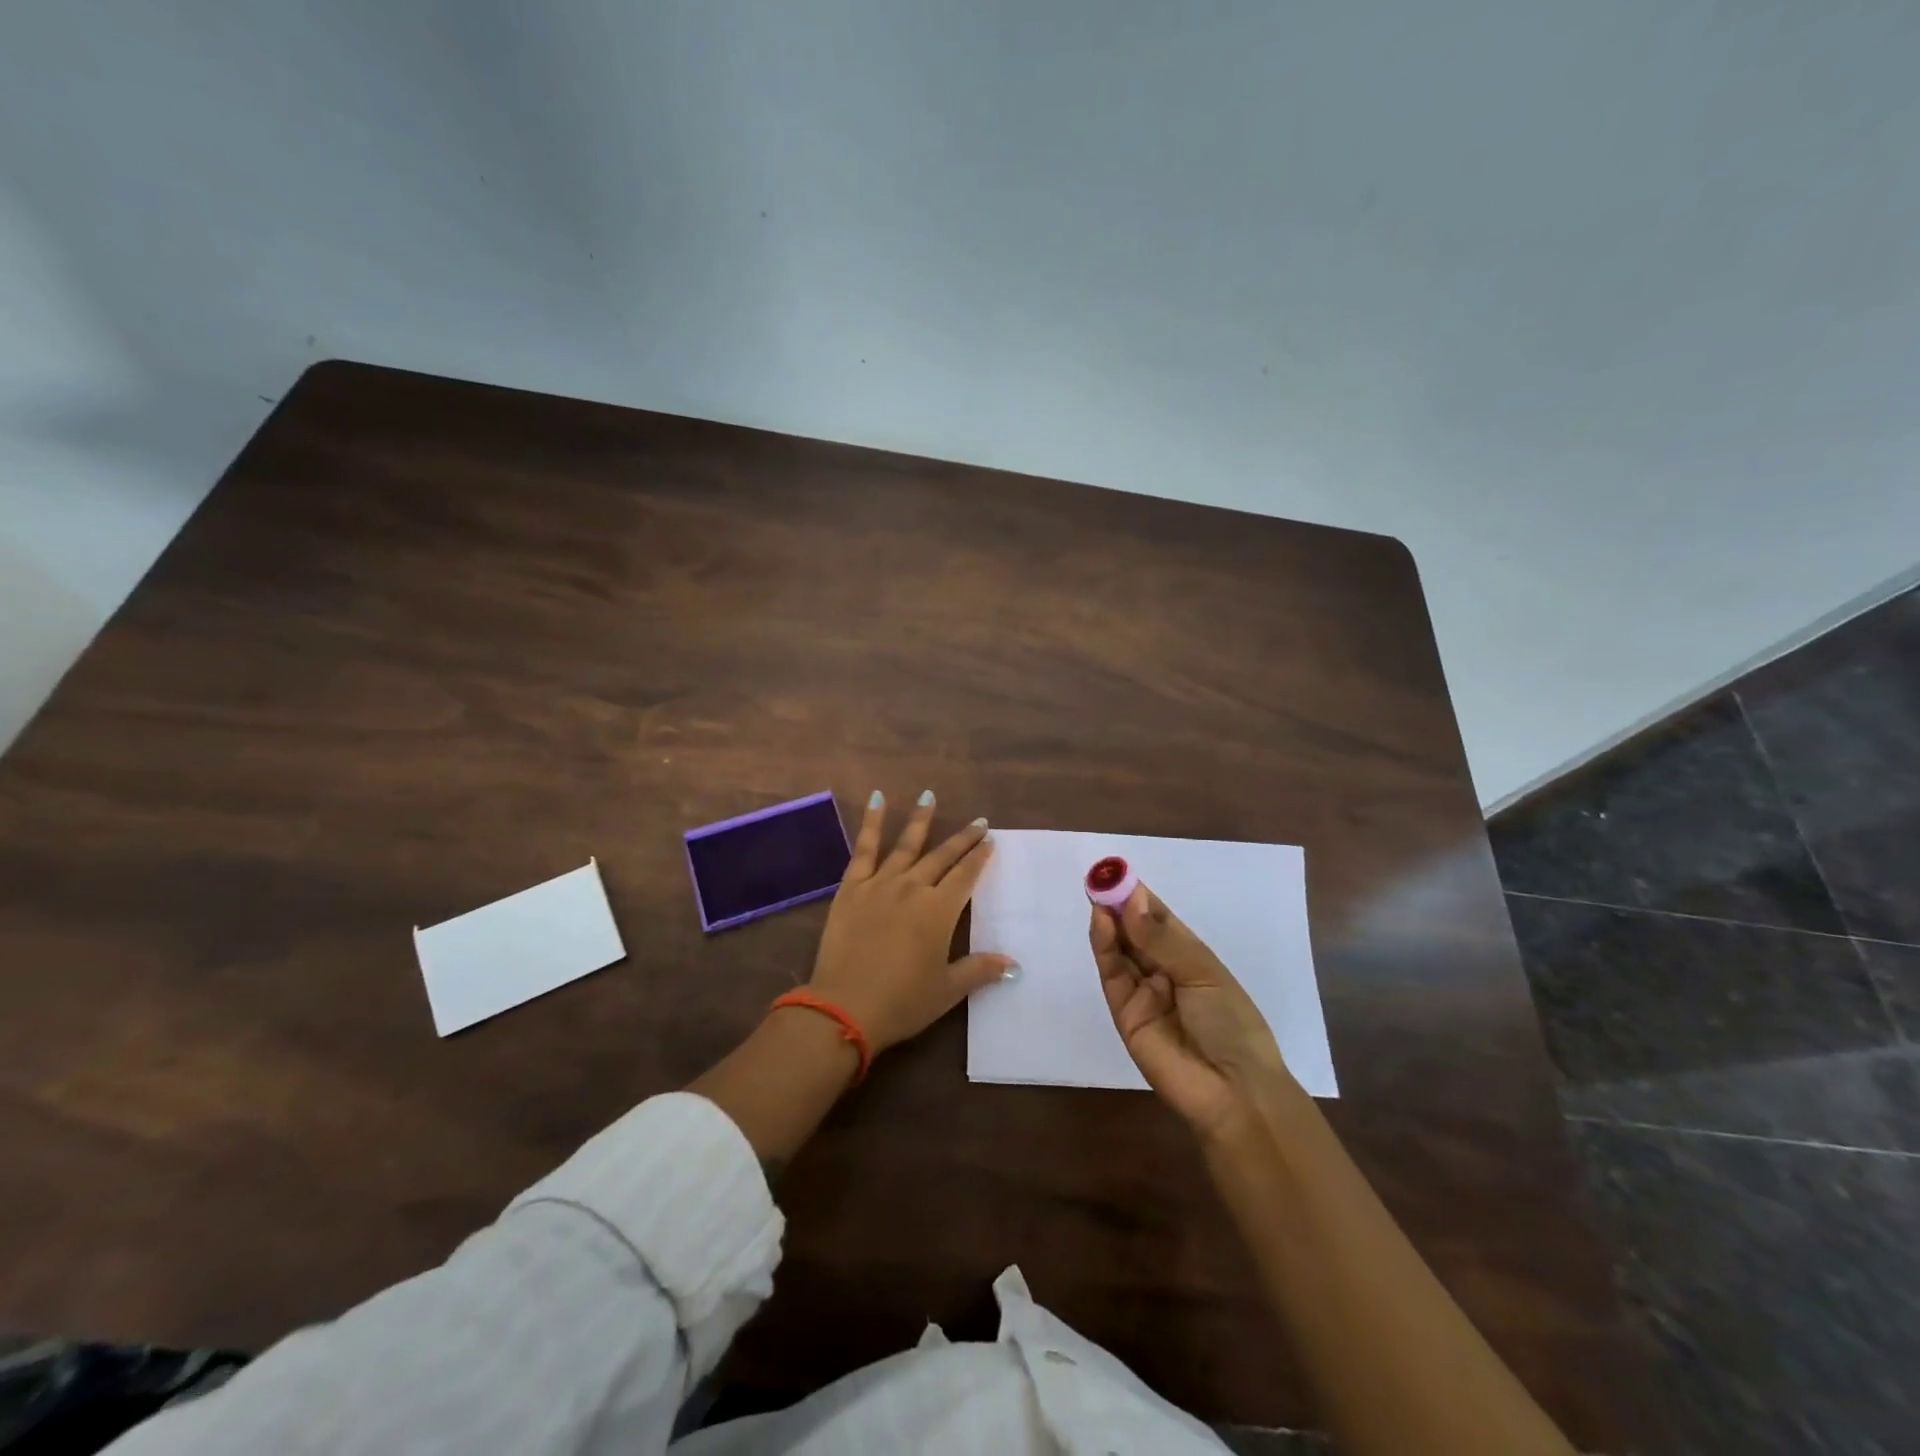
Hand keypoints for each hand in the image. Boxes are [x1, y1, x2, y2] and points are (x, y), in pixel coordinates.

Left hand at [808, 790, 1014, 1053]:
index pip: (966, 875)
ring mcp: (880, 884)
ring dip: (920, 819)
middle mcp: (913, 887)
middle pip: (942, 856)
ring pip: (906, 844)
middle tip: (978, 821)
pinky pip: (864, 849)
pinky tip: (877, 799)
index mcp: (939, 910)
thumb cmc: (902, 1002)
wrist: (845, 1007)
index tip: (990, 840)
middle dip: (962, 838)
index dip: (979, 856)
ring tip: (929, 796)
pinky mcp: (851, 887)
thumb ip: (980, 970)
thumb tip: (1014, 965)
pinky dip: (872, 823)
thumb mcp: (947, 990)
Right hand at [1090, 883, 1294, 1140]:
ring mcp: (1142, 993)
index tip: (1118, 873)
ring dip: (1109, 922)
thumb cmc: (1232, 1024)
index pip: (1159, 920)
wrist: (1233, 1091)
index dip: (1139, 897)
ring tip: (1098, 894)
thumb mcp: (1202, 973)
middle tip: (1101, 878)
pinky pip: (1112, 975)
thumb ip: (1161, 939)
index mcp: (1190, 959)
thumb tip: (1129, 901)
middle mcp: (1164, 972)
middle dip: (1119, 905)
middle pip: (1135, 933)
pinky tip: (1101, 923)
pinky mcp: (1124, 1013)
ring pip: (1120, 950)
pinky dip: (1104, 948)